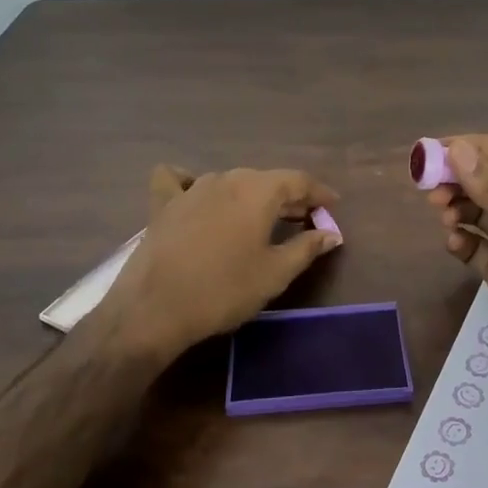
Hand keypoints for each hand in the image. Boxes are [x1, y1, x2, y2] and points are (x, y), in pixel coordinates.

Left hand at [104, 164, 342, 359]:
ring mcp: (191, 189)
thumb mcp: (275, 273)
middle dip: (288, 196)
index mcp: (258, 191)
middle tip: (304, 218)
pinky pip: (181, 181)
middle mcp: (226, 179)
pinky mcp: (163, 205)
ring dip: (251, 195)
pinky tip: (197, 195)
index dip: (319, 193)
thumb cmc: (224, 290)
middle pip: (265, 180)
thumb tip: (331, 234)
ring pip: (230, 182)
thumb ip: (307, 248)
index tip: (332, 206)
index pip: (298, 180)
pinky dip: (194, 184)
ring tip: (262, 217)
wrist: (154, 308)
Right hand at [426, 135, 487, 428]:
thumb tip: (456, 149)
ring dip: (457, 208)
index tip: (437, 153)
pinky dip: (459, 240)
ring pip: (478, 211)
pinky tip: (453, 245)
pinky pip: (474, 246)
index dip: (476, 147)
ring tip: (444, 218)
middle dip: (460, 179)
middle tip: (430, 190)